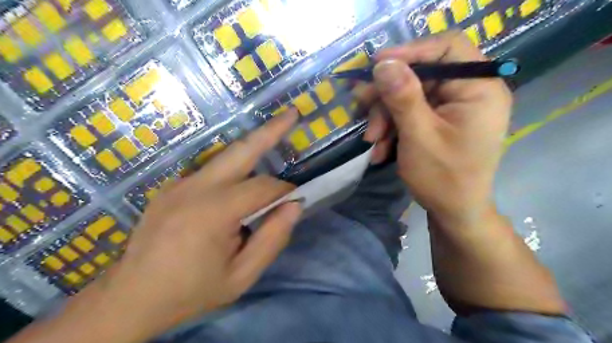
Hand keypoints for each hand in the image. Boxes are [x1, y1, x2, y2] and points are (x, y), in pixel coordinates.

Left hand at [93, 112, 301, 339]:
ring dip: (254, 146)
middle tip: (292, 113)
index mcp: (213, 213)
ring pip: (226, 156)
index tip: (294, 200)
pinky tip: (244, 176)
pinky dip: (235, 167)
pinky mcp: (172, 186)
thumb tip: (294, 205)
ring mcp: (180, 183)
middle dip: (271, 130)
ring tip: (276, 129)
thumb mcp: (241, 276)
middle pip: (241, 150)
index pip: (263, 187)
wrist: (132, 297)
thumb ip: (272, 239)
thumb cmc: (192, 291)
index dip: (284, 191)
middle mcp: (195, 188)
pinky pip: (212, 170)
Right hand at [362, 33, 512, 223]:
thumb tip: (384, 64)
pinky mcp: (440, 120)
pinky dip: (392, 127)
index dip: (411, 51)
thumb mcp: (419, 136)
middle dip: (388, 96)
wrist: (454, 212)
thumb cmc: (443, 178)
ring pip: (410, 95)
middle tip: (362, 109)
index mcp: (479, 89)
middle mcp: (470, 91)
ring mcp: (453, 106)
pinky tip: (381, 148)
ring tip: (372, 141)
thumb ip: (403, 97)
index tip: (377, 65)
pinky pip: (411, 112)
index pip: (448, 48)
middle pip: (422, 74)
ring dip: (385, 116)